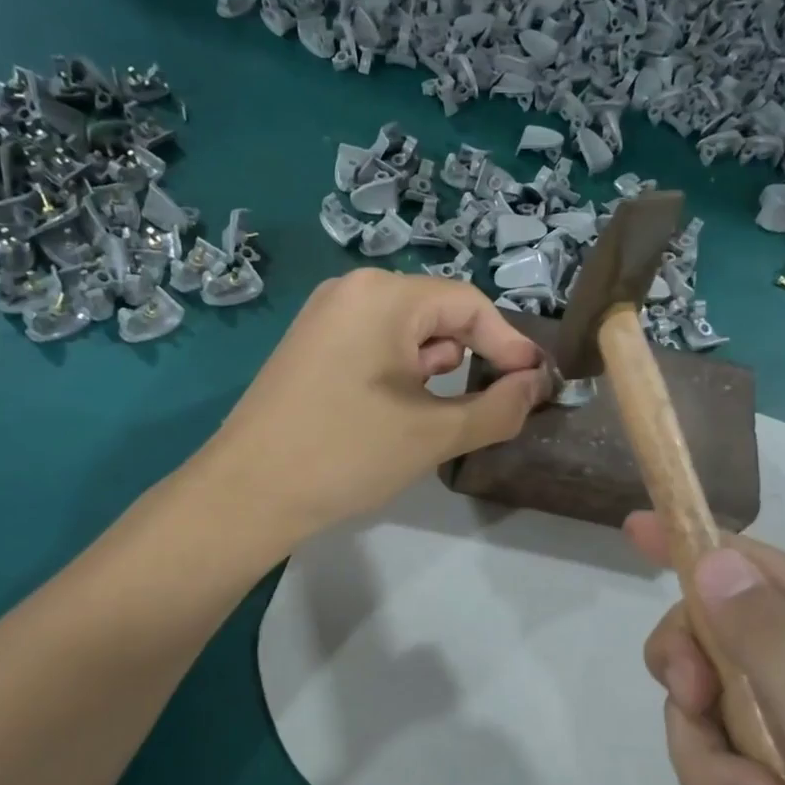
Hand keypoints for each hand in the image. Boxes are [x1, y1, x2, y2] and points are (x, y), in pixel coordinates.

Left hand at [203, 270, 549, 547]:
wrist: (247, 494)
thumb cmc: (346, 453)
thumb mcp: (434, 434)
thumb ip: (498, 407)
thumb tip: (537, 386)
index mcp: (384, 295)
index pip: (470, 306)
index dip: (510, 345)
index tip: (536, 386)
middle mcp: (352, 290)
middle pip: (438, 314)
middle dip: (472, 358)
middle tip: (488, 406)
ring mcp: (325, 317)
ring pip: (406, 333)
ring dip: (435, 369)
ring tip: (434, 417)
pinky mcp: (310, 346)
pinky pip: (374, 346)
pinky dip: (400, 374)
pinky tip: (395, 415)